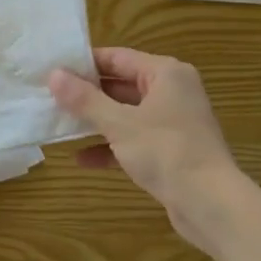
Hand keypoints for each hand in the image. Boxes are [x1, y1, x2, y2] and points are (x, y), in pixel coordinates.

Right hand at [49, 48, 244, 249]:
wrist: (210, 203)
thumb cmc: (165, 151)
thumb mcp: (119, 123)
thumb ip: (85, 99)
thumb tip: (54, 75)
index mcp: (165, 74)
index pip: (118, 57)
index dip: (84, 63)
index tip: (53, 69)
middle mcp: (172, 92)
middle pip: (121, 85)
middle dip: (87, 95)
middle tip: (50, 98)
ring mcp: (172, 123)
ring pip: (126, 115)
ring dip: (96, 122)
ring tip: (59, 126)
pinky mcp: (170, 151)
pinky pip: (134, 140)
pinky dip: (111, 147)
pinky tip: (81, 159)